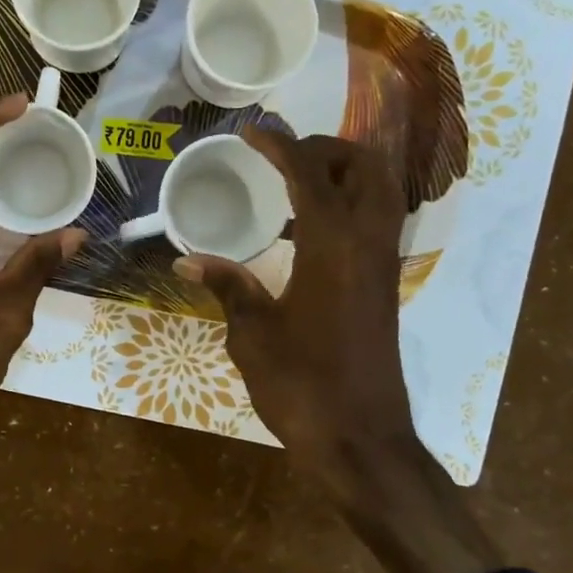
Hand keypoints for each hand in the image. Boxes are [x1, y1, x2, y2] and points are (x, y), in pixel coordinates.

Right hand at [173, 130, 415, 492]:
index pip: (309, 174)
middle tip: (283, 157)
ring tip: (297, 184)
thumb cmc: (302, 386)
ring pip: (382, 193)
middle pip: (366, 167)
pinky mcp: (385, 287)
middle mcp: (368, 244)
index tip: (251, 133)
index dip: (280, 146)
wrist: (360, 439)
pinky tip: (310, 231)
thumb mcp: (253, 335)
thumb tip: (187, 260)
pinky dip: (351, 205)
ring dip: (346, 174)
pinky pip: (377, 223)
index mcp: (333, 246)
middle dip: (327, 149)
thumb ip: (228, 287)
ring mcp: (383, 266)